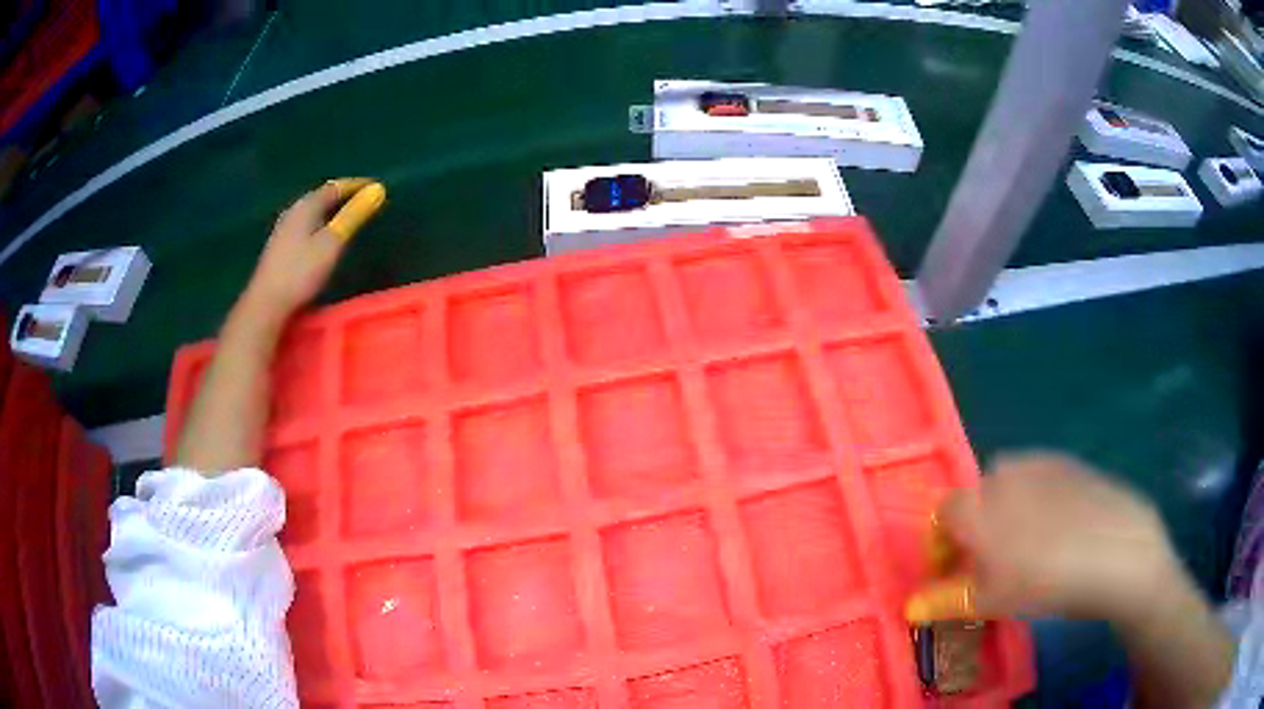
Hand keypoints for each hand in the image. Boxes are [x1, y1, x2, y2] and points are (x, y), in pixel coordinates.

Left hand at [244, 179, 383, 317]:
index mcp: (306, 206)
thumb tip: (377, 190)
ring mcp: (283, 228)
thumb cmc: (301, 272)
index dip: (356, 185)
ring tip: (345, 217)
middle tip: (361, 201)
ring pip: (311, 211)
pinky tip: (321, 236)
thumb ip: (353, 216)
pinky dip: (319, 223)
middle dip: (342, 196)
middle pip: (321, 197)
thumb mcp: (332, 242)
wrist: (267, 303)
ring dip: (329, 211)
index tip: (375, 187)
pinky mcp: (279, 245)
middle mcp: (293, 211)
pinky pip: (304, 224)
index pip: (335, 187)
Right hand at [935, 453, 1182, 622]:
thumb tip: (910, 606)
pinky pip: (1038, 477)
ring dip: (1006, 510)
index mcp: (975, 505)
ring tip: (1028, 544)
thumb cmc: (1044, 581)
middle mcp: (1000, 473)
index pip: (940, 516)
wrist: (1115, 549)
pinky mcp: (1067, 461)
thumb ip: (945, 600)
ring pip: (1008, 484)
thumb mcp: (989, 602)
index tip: (954, 574)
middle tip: (994, 564)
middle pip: (975, 498)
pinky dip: (1036, 499)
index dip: (942, 547)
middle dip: (975, 529)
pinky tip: (1058, 527)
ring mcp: (1037, 461)